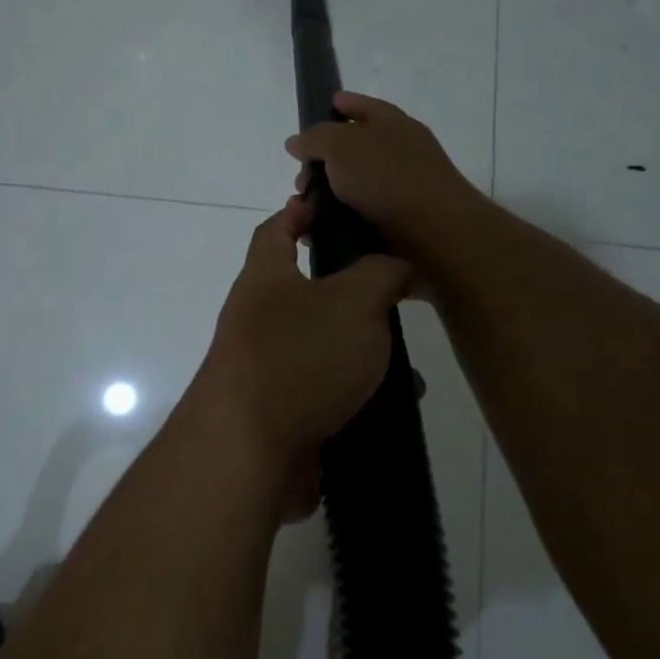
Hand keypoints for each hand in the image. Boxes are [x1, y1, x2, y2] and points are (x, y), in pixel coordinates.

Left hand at [186, 197, 413, 519]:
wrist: (251, 452)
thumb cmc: (299, 357)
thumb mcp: (353, 301)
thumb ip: (379, 274)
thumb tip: (393, 267)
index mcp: (265, 279)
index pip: (275, 230)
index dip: (299, 212)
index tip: (327, 205)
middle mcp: (259, 319)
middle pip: (307, 292)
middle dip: (353, 295)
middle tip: (396, 297)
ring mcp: (267, 369)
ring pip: (325, 348)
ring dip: (366, 354)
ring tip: (409, 367)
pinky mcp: (281, 413)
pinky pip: (327, 393)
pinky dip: (360, 396)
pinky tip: (394, 407)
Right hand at [284, 93, 485, 263]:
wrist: (433, 234)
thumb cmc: (388, 178)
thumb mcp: (342, 146)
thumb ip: (315, 138)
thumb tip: (296, 142)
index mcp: (393, 125)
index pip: (365, 106)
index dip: (345, 103)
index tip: (325, 105)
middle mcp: (398, 155)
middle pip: (353, 151)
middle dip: (322, 162)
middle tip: (300, 175)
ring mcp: (398, 191)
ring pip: (350, 189)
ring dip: (323, 197)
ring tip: (302, 209)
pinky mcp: (394, 224)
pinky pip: (355, 219)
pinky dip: (334, 223)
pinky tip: (314, 231)